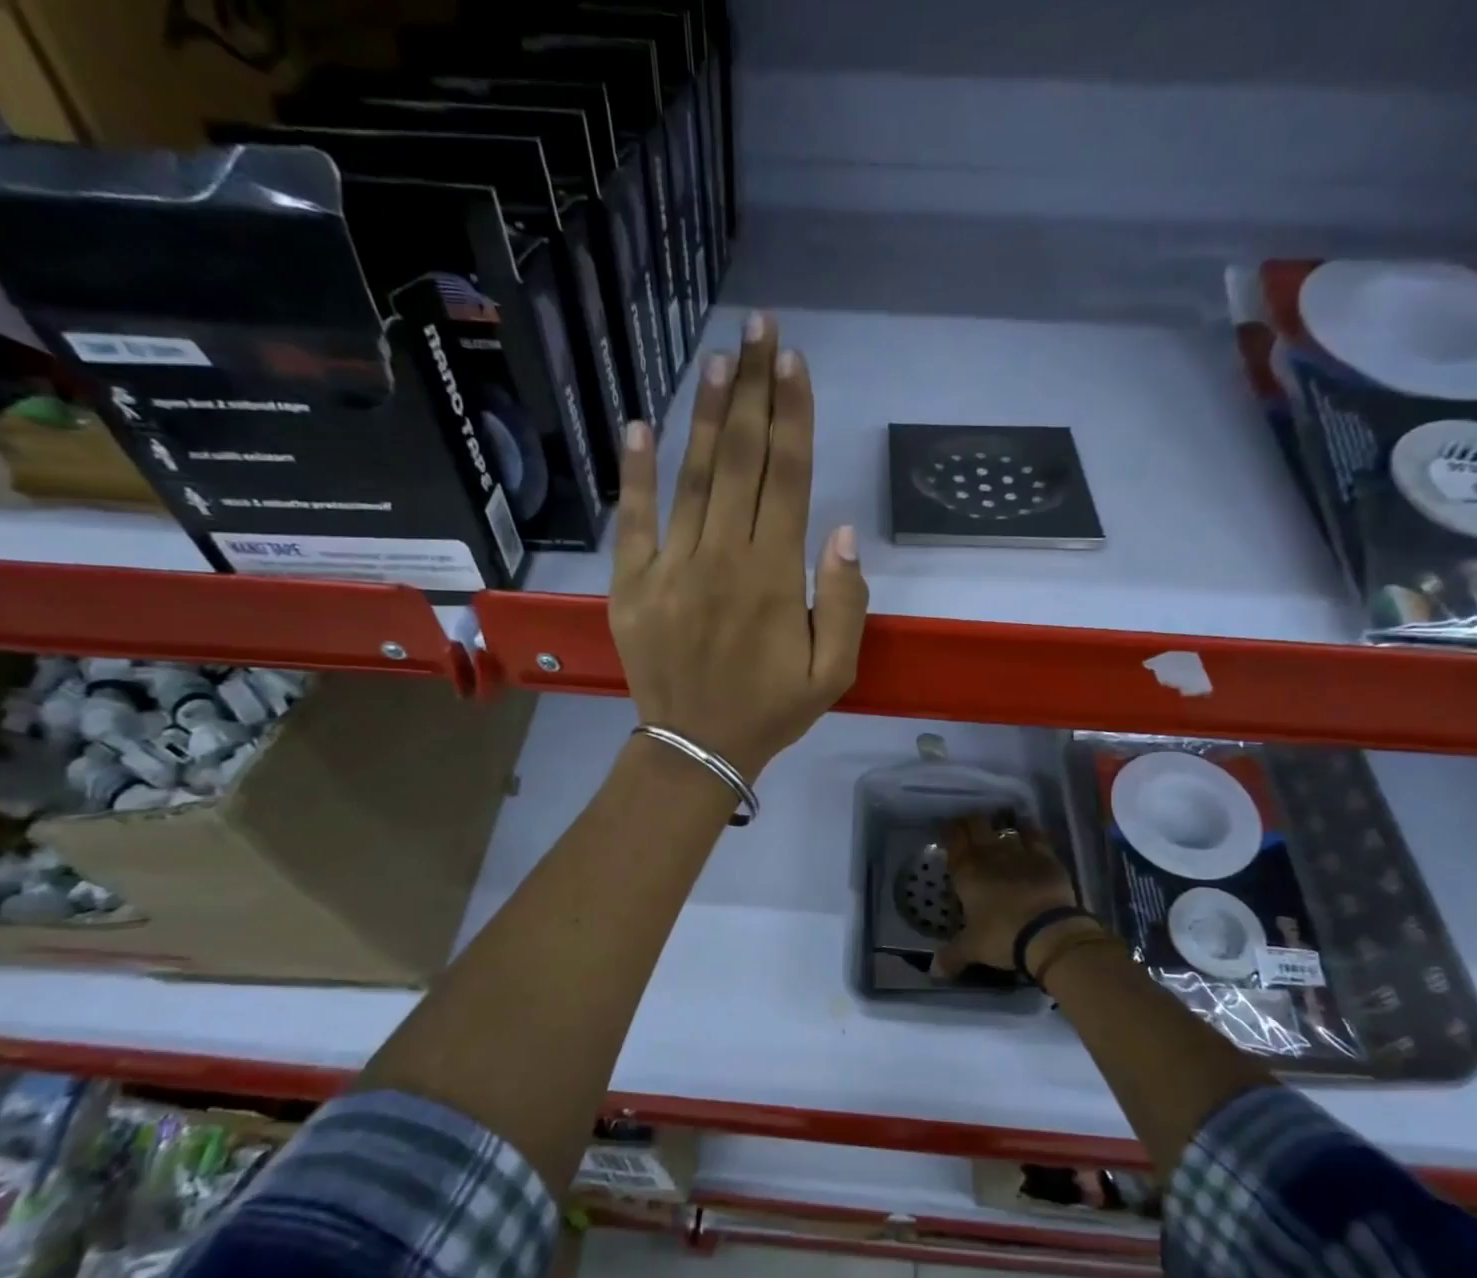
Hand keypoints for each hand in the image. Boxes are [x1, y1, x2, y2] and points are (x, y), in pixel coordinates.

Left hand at [610, 312, 867, 780]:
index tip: (793, 362)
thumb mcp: (833, 672)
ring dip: (707, 415)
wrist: (696, 749)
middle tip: (758, 330)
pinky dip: (635, 472)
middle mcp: (722, 558)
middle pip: (743, 461)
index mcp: (774, 577)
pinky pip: (633, 520)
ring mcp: (671, 568)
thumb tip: (841, 531)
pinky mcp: (631, 584)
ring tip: (717, 359)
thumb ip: (845, 602)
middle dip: (753, 391)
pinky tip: (640, 425)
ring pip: (693, 478)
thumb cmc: (770, 710)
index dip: (793, 415)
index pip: (788, 479)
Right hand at [934, 812, 1082, 975]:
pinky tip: (1027, 831)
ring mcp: (1019, 852)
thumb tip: (934, 972)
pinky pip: (1035, 835)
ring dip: (1000, 827)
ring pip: (1005, 828)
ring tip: (999, 830)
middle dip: (971, 823)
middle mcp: (990, 854)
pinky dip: (1029, 831)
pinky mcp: (1045, 856)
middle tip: (970, 827)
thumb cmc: (1001, 936)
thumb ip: (951, 956)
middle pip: (977, 824)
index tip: (947, 830)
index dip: (949, 830)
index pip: (953, 839)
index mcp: (966, 871)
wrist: (1047, 933)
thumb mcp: (972, 948)